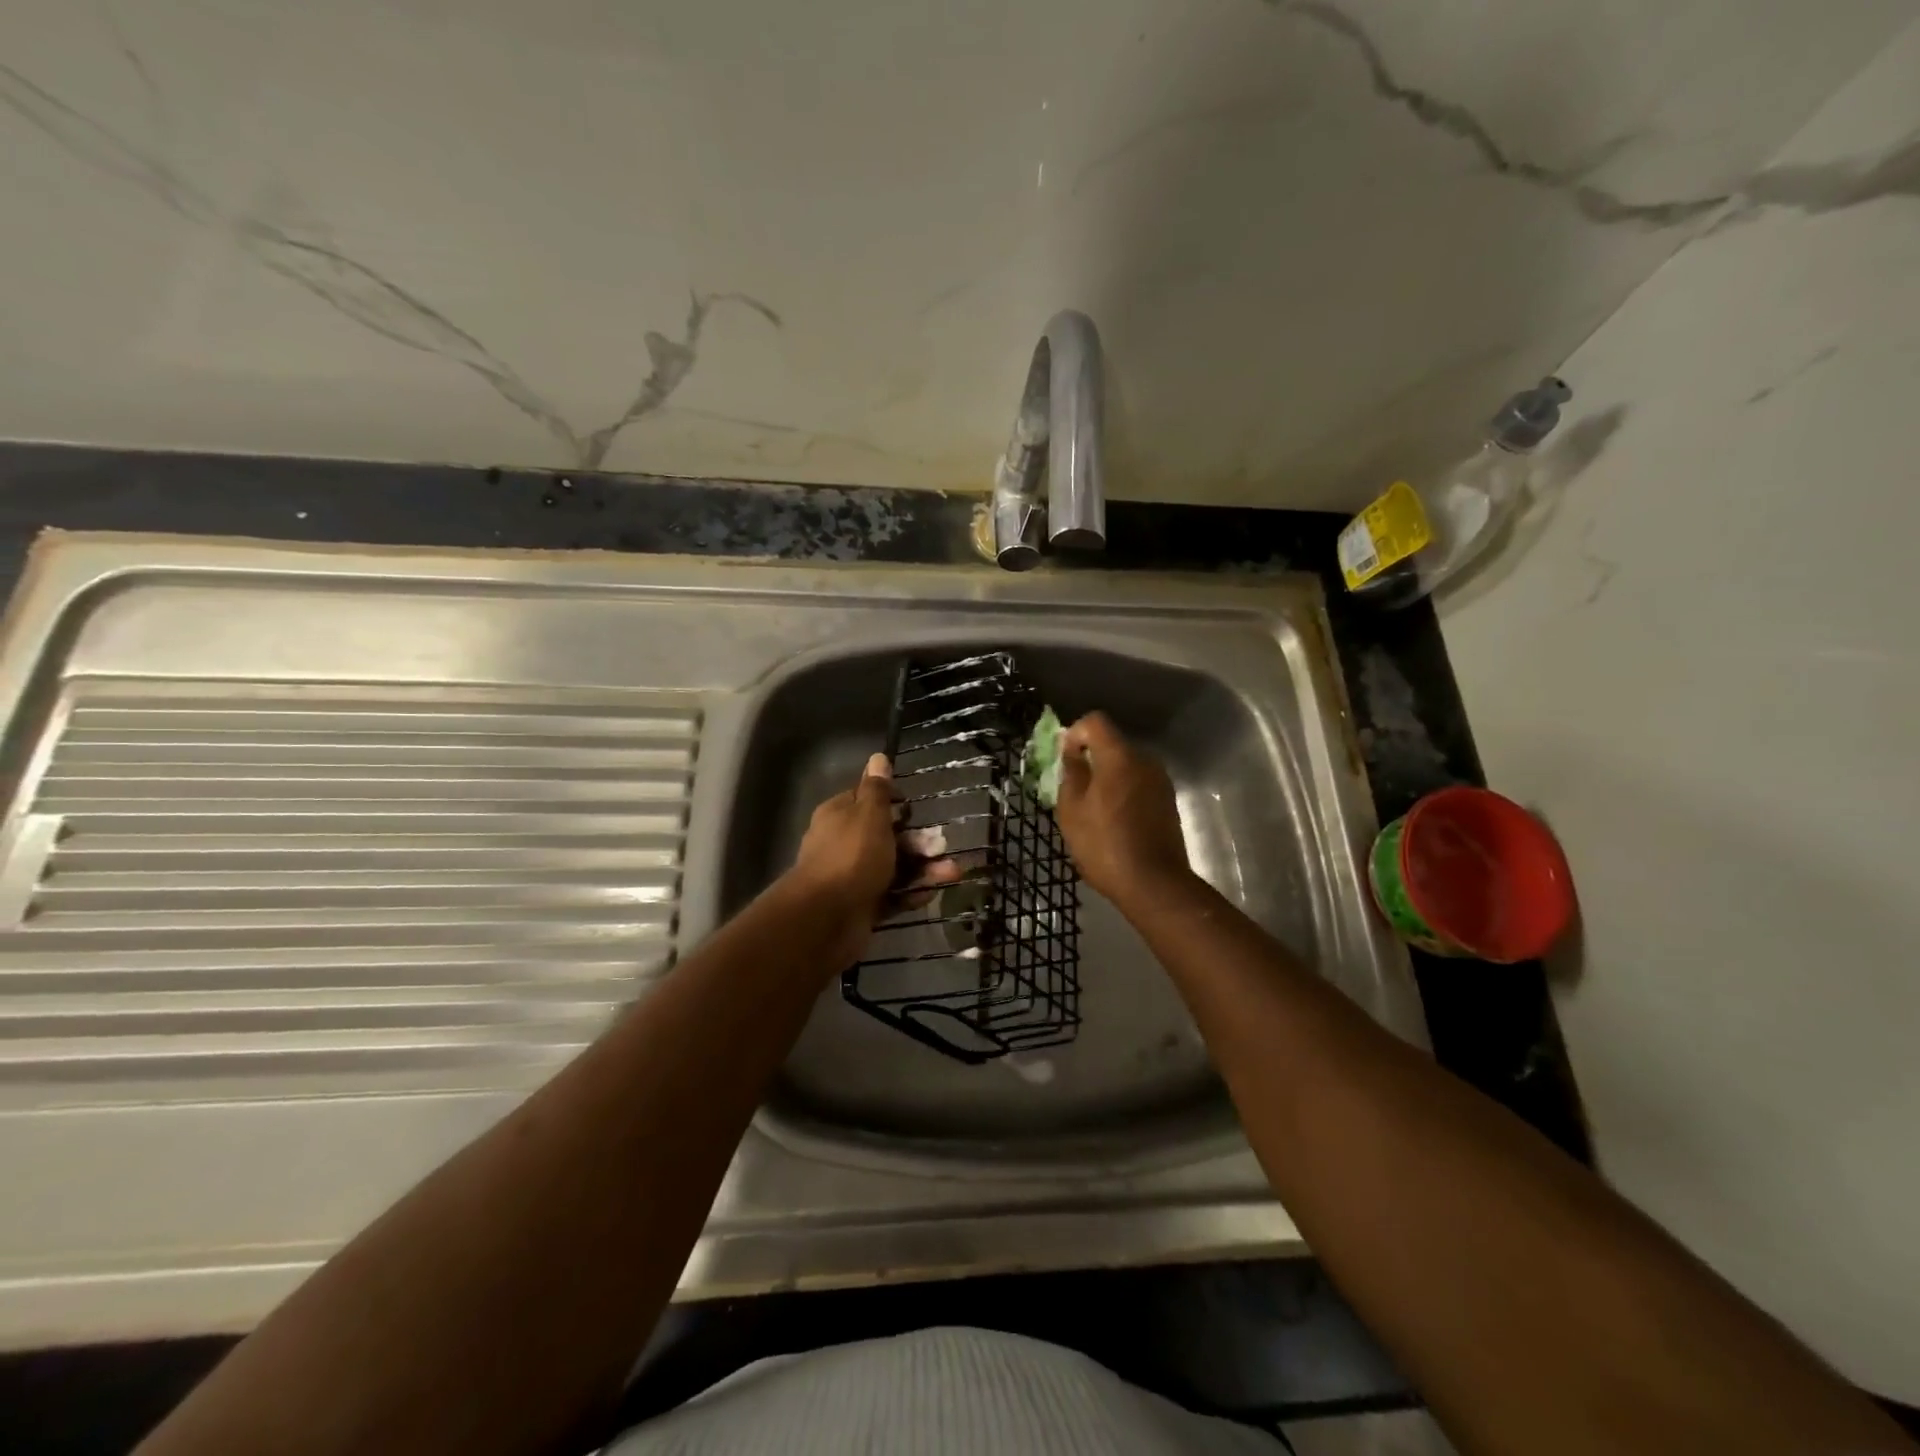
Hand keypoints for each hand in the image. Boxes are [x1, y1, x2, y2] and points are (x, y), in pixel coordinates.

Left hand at [787, 754, 962, 967]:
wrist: (826, 918)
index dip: (892, 801)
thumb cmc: (851, 856)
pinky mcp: (862, 905)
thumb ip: (878, 789)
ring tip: (952, 873)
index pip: (867, 800)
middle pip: (885, 836)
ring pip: (893, 867)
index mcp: (840, 815)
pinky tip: (931, 893)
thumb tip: (878, 756)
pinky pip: (891, 895)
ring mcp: (852, 877)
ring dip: (923, 868)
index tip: (913, 807)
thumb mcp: (869, 815)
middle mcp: (843, 843)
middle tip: (942, 844)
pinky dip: (911, 893)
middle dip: (917, 840)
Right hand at [1055, 712, 1194, 906]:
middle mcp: (1144, 761)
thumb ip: (1071, 773)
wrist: (1153, 884)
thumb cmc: (1104, 845)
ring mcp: (1160, 781)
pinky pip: (1139, 784)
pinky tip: (1114, 822)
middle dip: (1091, 759)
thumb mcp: (1072, 811)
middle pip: (1112, 744)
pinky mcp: (1168, 801)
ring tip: (1094, 810)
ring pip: (1127, 766)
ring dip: (1108, 778)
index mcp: (1119, 757)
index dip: (1076, 733)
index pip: (1095, 722)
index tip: (1066, 758)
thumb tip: (1072, 753)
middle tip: (1074, 789)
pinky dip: (1124, 793)